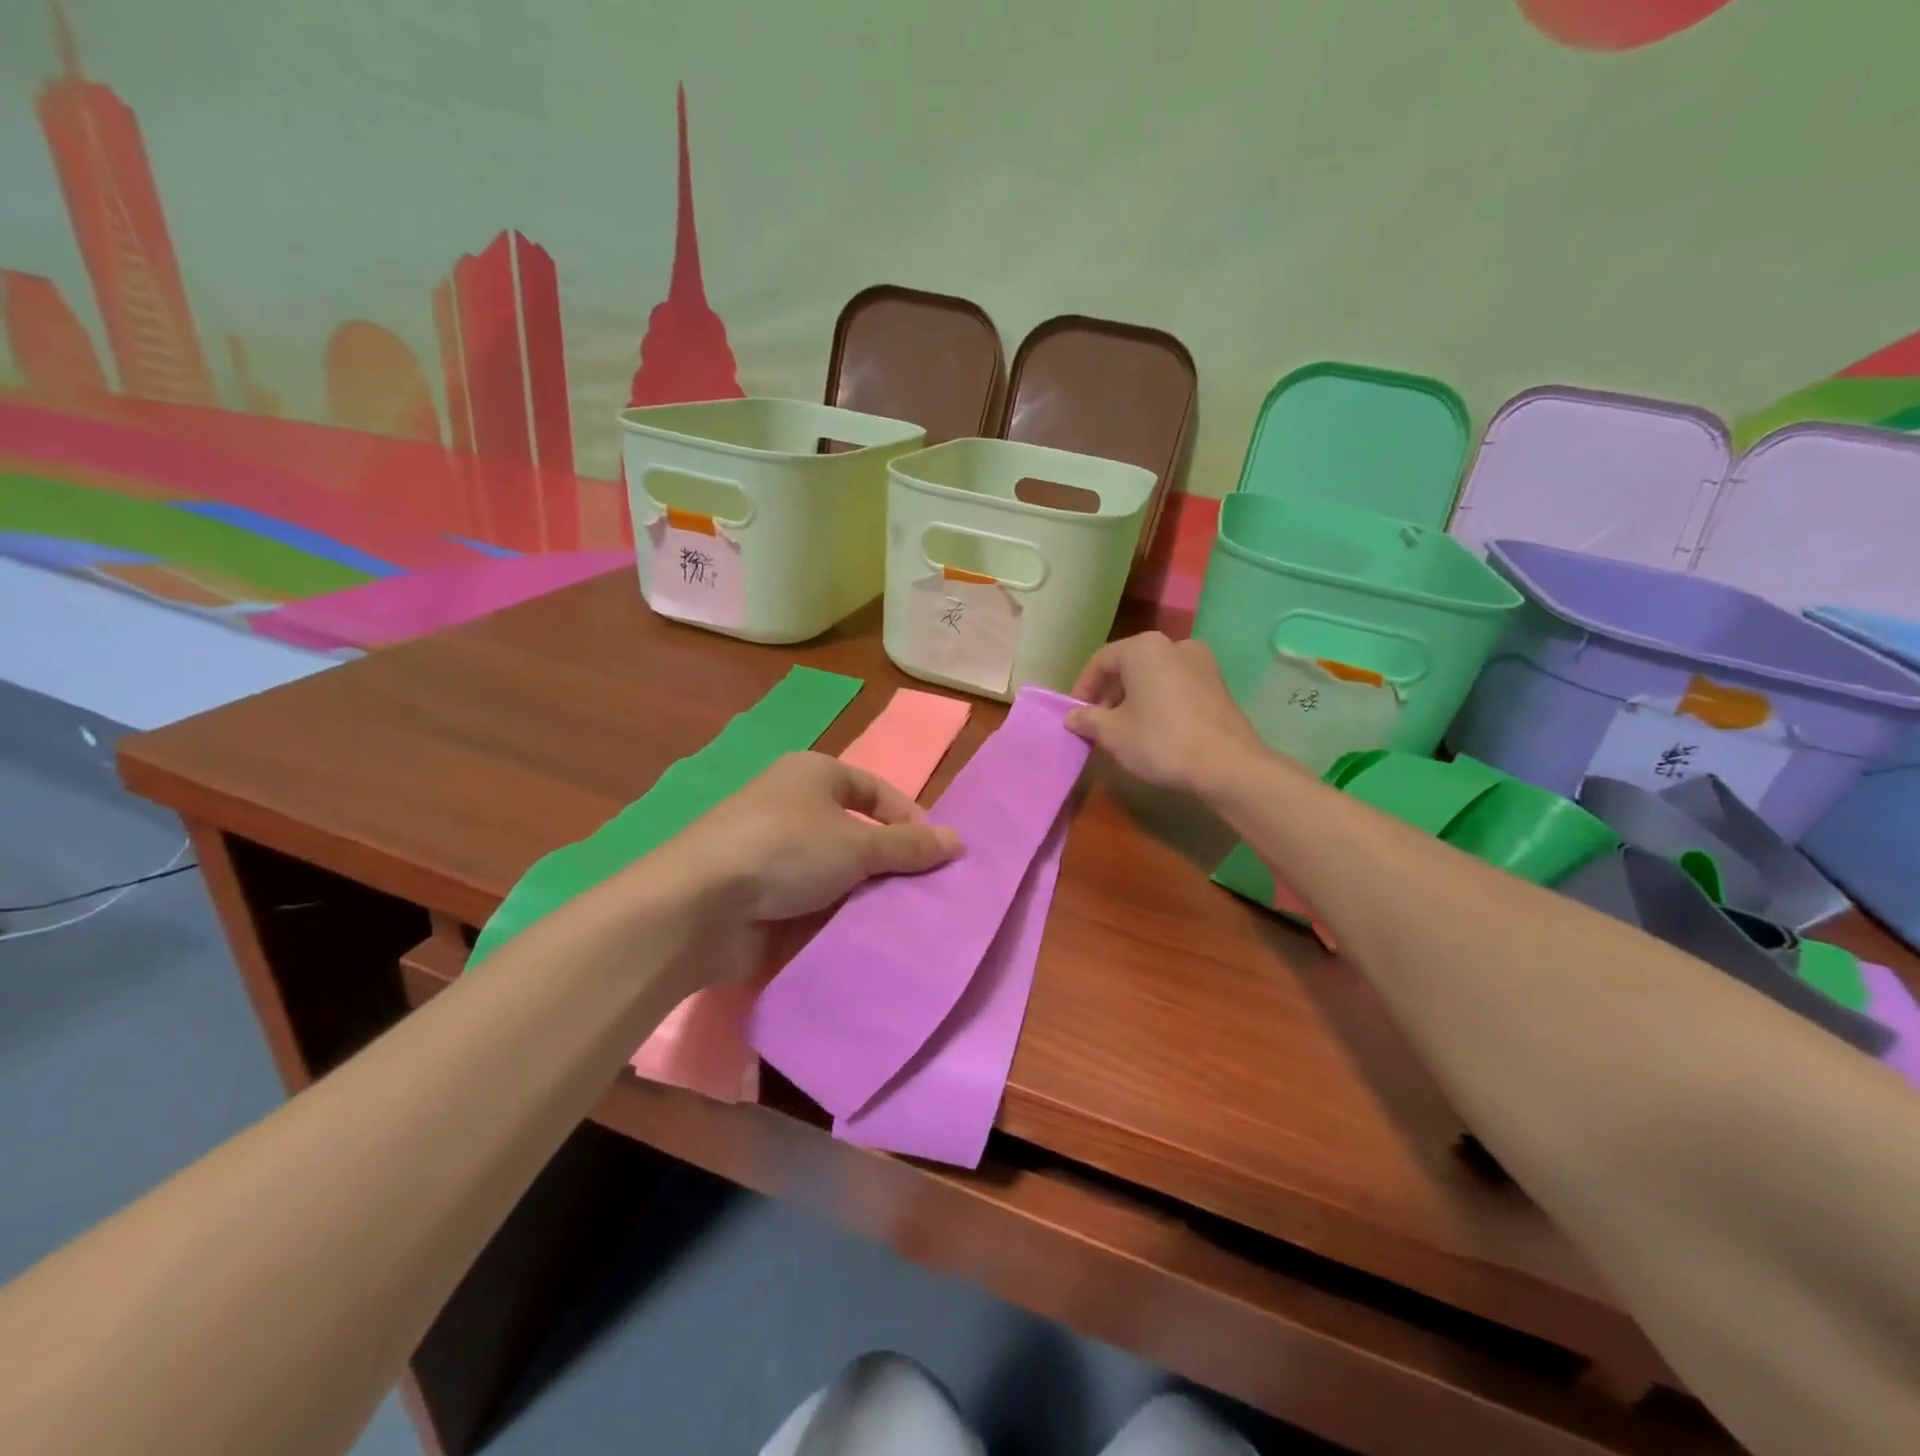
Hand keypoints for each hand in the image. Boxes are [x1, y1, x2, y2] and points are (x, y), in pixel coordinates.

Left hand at [671, 752, 961, 923]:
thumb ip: (909, 845)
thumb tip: (958, 841)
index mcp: (814, 774)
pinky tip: (863, 937)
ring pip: (837, 872)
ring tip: (901, 920)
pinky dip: (836, 917)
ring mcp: (774, 852)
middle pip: (858, 832)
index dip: (910, 818)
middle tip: (925, 893)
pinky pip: (813, 902)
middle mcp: (793, 805)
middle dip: (890, 862)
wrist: (700, 906)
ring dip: (864, 894)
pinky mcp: (761, 893)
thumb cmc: (786, 850)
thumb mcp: (857, 844)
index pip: (876, 789)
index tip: (939, 854)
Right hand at [1067, 633, 1269, 798]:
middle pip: (1129, 665)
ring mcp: (1202, 662)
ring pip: (1154, 675)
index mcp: (1144, 648)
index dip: (1083, 688)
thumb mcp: (1113, 733)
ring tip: (1124, 728)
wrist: (1227, 766)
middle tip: (1097, 723)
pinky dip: (1158, 701)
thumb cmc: (1160, 741)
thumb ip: (1088, 719)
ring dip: (1134, 697)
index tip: (1075, 714)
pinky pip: (1176, 686)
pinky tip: (1154, 728)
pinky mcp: (1218, 684)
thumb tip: (1072, 716)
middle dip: (1109, 693)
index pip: (1101, 661)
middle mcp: (1174, 645)